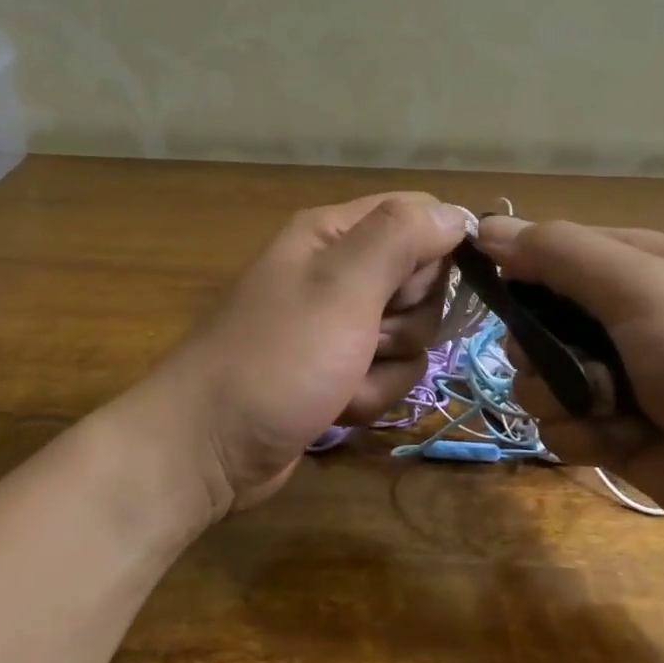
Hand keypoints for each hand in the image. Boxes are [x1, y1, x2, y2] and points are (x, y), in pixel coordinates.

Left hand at [128, 193, 470, 520]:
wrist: (208, 449)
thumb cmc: (276, 359)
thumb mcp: (342, 287)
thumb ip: (400, 238)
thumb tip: (456, 213)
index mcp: (335, 234)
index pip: (419, 214)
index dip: (436, 249)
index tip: (417, 286)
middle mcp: (340, 271)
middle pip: (423, 279)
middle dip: (407, 318)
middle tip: (368, 334)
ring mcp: (341, 325)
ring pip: (413, 333)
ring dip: (388, 365)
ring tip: (344, 377)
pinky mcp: (341, 371)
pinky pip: (391, 372)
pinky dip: (372, 394)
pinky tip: (338, 406)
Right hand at [477, 216, 663, 541]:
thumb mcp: (641, 286)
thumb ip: (561, 253)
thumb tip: (487, 226)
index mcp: (625, 267)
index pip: (543, 254)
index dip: (514, 271)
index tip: (493, 293)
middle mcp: (613, 318)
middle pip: (529, 325)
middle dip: (538, 349)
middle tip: (572, 361)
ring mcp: (611, 379)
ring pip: (534, 381)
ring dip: (561, 398)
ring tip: (612, 408)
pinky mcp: (611, 434)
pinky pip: (557, 430)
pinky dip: (582, 437)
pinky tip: (621, 441)